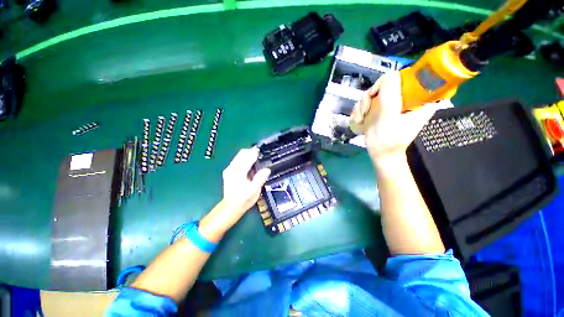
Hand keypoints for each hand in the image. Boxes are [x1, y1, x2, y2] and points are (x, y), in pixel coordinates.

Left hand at [221, 147, 270, 218]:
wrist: (231, 207)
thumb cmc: (244, 199)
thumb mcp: (254, 191)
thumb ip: (260, 179)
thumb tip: (267, 169)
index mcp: (238, 173)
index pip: (247, 158)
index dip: (255, 153)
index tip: (261, 150)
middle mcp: (232, 169)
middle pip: (241, 154)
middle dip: (251, 152)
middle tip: (260, 154)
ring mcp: (229, 169)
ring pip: (238, 156)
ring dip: (247, 155)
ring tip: (256, 158)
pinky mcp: (228, 171)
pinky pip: (237, 160)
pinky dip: (244, 159)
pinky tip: (249, 164)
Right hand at [351, 71, 443, 165]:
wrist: (380, 154)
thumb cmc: (389, 141)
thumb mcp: (390, 119)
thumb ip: (390, 98)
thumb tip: (389, 74)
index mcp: (418, 99)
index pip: (407, 77)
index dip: (390, 83)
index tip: (377, 95)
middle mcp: (404, 98)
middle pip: (385, 85)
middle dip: (370, 97)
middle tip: (365, 111)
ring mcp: (390, 103)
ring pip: (372, 93)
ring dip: (362, 106)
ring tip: (361, 119)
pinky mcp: (379, 109)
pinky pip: (366, 102)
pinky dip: (360, 111)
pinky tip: (359, 120)